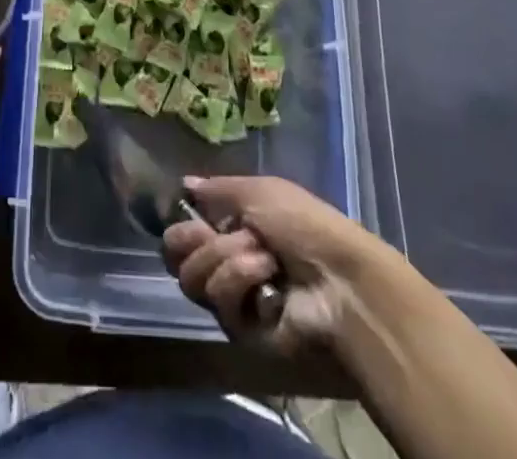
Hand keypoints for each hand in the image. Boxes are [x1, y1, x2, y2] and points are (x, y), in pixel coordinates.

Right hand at [163, 175, 374, 350]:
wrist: (338, 279)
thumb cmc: (302, 224)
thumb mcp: (260, 190)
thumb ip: (217, 189)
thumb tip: (186, 183)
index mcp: (232, 228)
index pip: (182, 234)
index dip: (181, 226)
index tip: (193, 217)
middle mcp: (226, 264)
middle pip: (178, 261)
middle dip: (197, 243)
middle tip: (215, 235)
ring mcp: (233, 300)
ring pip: (195, 279)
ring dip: (229, 259)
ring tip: (264, 257)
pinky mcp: (242, 332)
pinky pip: (221, 304)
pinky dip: (242, 281)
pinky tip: (269, 278)